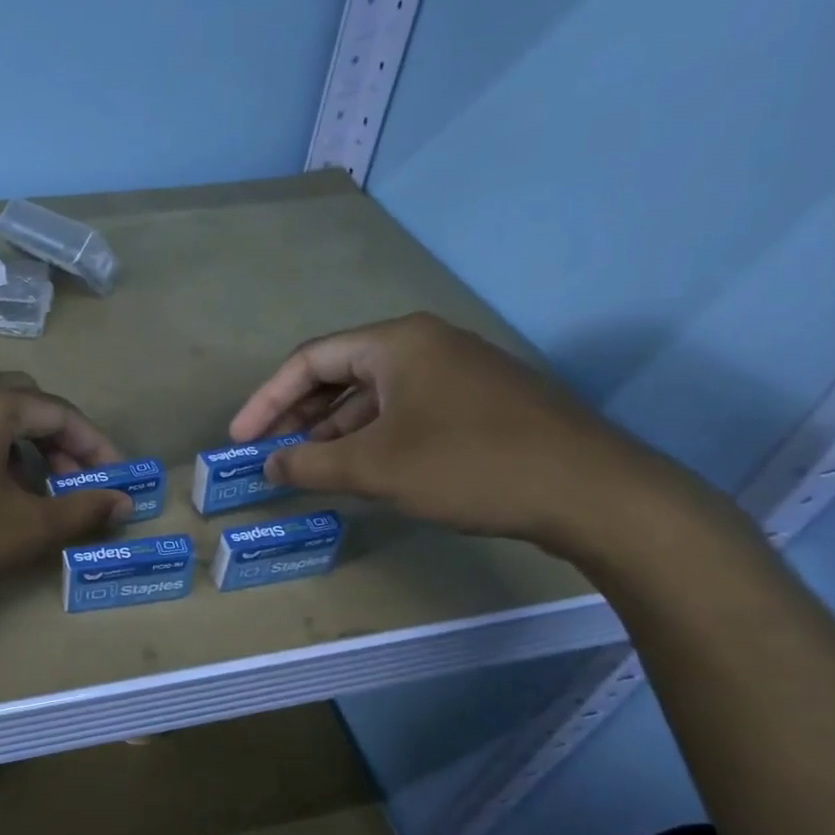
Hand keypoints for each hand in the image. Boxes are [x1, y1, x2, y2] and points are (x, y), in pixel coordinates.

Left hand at [0, 374, 133, 634]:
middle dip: (57, 441)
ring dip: (20, 448)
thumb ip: (82, 510)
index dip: (95, 445)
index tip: (116, 480)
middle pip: (21, 403)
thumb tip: (125, 503)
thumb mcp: (22, 531)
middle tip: (74, 485)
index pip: (57, 411)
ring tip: (32, 495)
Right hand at [229, 313, 694, 554]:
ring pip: (375, 395)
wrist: (593, 492)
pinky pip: (406, 411)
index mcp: (397, 342)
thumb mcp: (375, 468)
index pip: (310, 360)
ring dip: (335, 430)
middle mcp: (427, 345)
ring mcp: (459, 373)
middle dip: (299, 415)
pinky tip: (363, 469)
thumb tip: (269, 465)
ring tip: (310, 467)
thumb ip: (310, 464)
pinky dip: (373, 437)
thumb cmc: (469, 465)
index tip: (241, 439)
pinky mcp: (481, 404)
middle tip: (272, 453)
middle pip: (341, 373)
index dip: (266, 400)